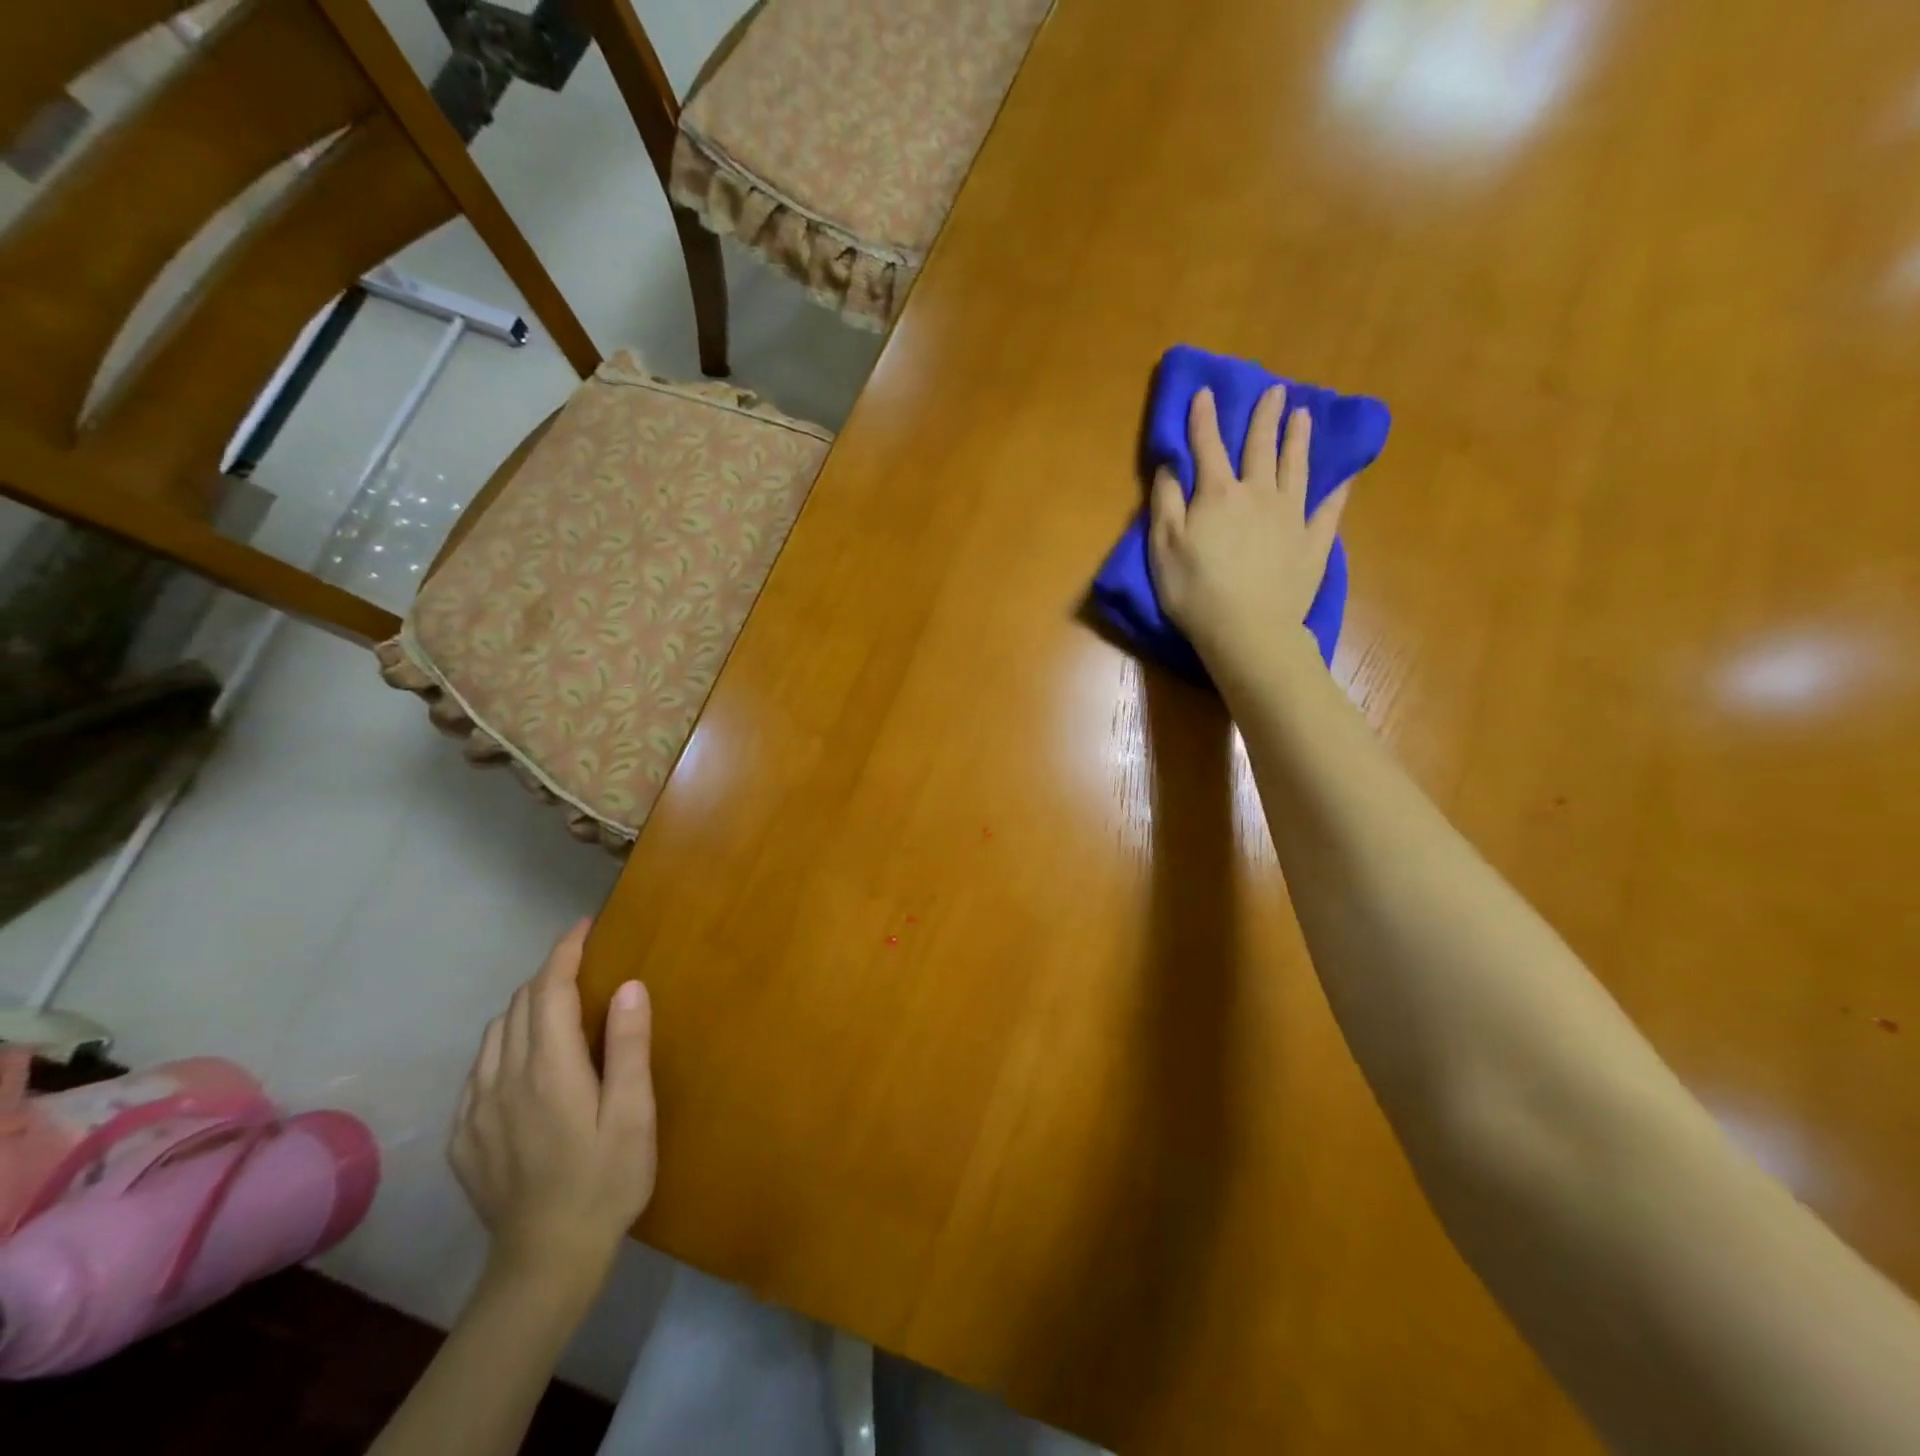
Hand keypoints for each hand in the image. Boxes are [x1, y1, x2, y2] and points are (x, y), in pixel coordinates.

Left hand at [449, 921, 655, 1300]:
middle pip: (517, 1006)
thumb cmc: (606, 1180)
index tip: (584, 928)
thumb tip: (629, 985)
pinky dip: (502, 1046)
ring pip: (493, 1035)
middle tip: (583, 968)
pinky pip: (478, 1070)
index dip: (564, 951)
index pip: (548, 990)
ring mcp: (475, 1110)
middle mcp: (503, 1079)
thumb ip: (629, 1047)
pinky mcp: (462, 1138)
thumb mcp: (634, 1114)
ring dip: (523, 1009)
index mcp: (548, 1069)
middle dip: (547, 976)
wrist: (546, 1262)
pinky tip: (525, 1064)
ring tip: (556, 1009)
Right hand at [1149, 386, 1347, 678]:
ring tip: (1304, 416)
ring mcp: (1291, 516)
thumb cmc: (1194, 591)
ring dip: (1299, 440)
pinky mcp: (1313, 543)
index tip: (1205, 392)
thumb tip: (1170, 465)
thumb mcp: (1163, 547)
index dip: (1203, 418)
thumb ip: (1165, 502)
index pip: (1208, 446)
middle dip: (1265, 417)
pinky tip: (1346, 476)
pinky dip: (1338, 489)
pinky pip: (1329, 509)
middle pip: (1261, 448)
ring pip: (1297, 468)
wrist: (1247, 630)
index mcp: (1218, 494)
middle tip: (1275, 391)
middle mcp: (1259, 494)